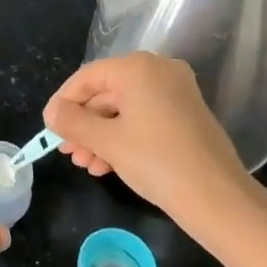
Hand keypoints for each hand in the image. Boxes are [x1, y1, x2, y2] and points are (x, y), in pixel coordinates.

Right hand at [44, 54, 266, 237]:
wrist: (217, 198)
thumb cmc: (155, 161)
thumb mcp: (105, 141)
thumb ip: (72, 121)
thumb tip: (51, 112)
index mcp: (137, 68)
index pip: (87, 77)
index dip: (64, 102)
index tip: (49, 129)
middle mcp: (158, 70)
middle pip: (106, 93)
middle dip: (84, 125)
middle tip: (67, 152)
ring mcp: (176, 92)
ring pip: (124, 109)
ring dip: (100, 136)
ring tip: (86, 164)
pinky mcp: (186, 114)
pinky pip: (144, 118)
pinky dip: (123, 137)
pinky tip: (108, 165)